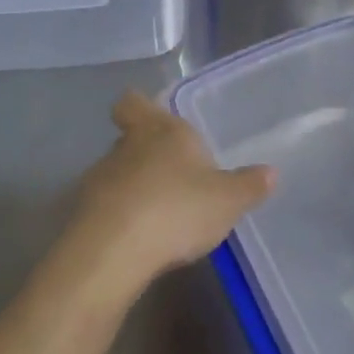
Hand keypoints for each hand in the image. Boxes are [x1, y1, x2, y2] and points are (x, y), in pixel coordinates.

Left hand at [70, 92, 274, 289]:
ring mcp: (100, 179)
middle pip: (129, 138)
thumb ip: (248, 185)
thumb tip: (271, 172)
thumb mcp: (227, 200)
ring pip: (116, 173)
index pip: (134, 102)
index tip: (150, 117)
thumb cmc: (177, 208)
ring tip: (158, 215)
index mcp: (162, 131)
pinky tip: (138, 240)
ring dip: (133, 188)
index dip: (139, 107)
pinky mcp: (83, 214)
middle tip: (172, 174)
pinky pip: (105, 207)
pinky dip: (120, 218)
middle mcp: (127, 146)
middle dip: (146, 153)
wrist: (114, 251)